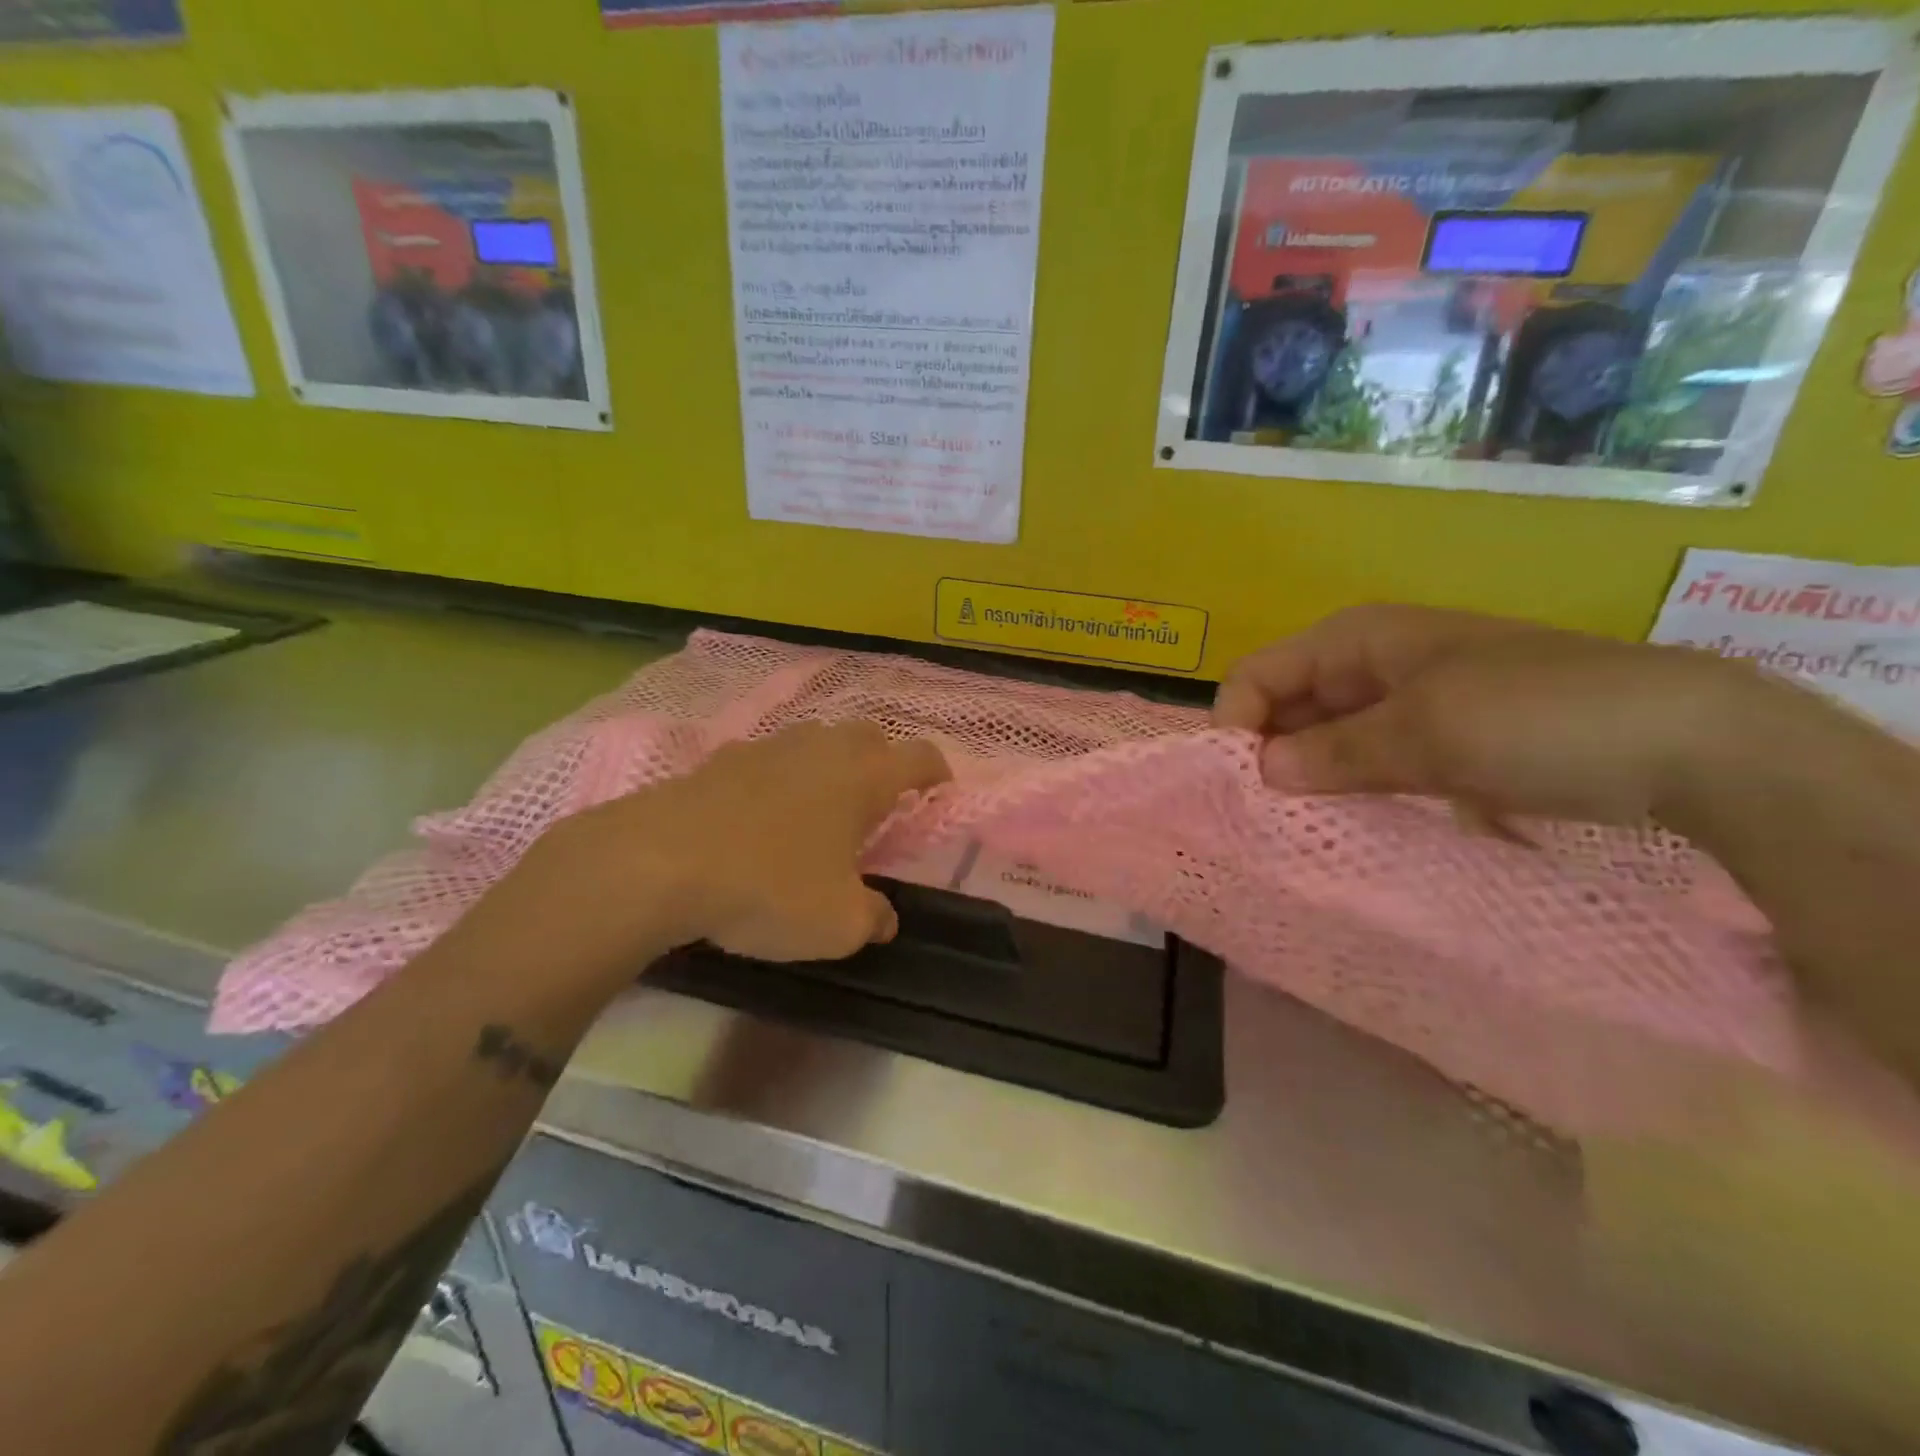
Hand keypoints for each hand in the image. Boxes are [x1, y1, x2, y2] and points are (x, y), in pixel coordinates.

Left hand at [467, 722, 950, 977]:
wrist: (660, 863)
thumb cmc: (769, 888)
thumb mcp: (837, 925)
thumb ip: (873, 919)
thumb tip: (884, 919)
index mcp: (863, 778)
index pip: (919, 756)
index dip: (936, 770)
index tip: (940, 789)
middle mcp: (821, 749)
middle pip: (868, 735)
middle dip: (883, 759)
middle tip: (880, 799)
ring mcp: (766, 748)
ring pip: (814, 741)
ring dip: (828, 764)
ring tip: (821, 805)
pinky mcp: (719, 760)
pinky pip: (766, 759)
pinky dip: (777, 777)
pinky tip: (760, 813)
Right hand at [1213, 604, 1761, 824]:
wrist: (1687, 741)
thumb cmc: (1538, 715)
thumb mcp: (1425, 732)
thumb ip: (1333, 752)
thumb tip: (1261, 774)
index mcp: (1356, 638)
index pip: (1258, 674)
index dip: (1238, 724)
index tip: (1242, 786)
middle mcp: (1369, 663)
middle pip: (1286, 706)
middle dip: (1270, 756)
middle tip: (1266, 819)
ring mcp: (1404, 703)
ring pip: (1325, 738)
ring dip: (1309, 779)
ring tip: (1300, 829)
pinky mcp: (1435, 741)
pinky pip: (1367, 762)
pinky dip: (1351, 789)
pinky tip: (1349, 824)